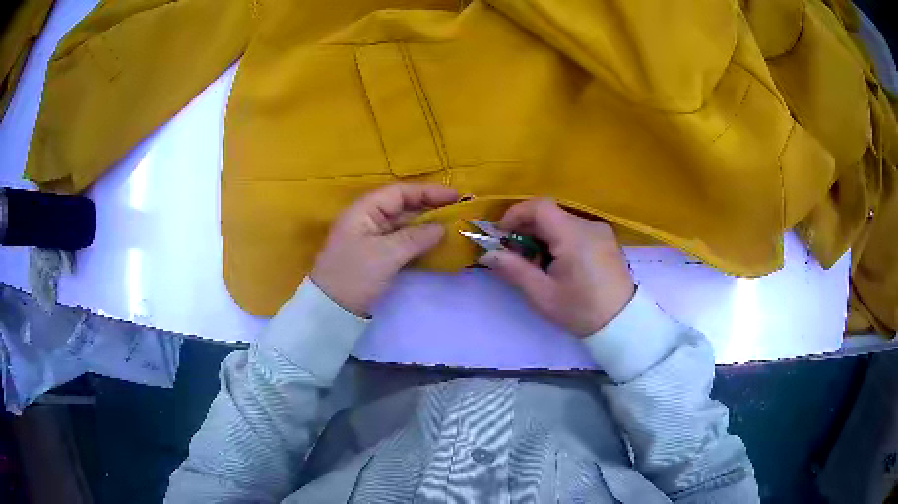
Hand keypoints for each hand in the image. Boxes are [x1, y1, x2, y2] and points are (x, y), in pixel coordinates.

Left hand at [311, 183, 458, 316]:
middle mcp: (368, 220)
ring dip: (426, 225)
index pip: (399, 193)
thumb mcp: (385, 255)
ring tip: (452, 226)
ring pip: (403, 225)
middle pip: (402, 207)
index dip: (427, 192)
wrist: (331, 309)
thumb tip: (441, 228)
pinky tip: (435, 244)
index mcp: (363, 211)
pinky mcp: (376, 256)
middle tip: (457, 212)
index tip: (454, 196)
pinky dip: (418, 241)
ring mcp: (371, 238)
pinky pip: (401, 242)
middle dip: (429, 207)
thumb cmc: (354, 276)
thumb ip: (415, 238)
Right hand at [479, 198, 634, 336]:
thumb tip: (487, 254)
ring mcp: (600, 230)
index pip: (539, 207)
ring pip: (561, 221)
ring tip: (535, 262)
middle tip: (513, 253)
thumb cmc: (580, 310)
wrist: (621, 323)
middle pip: (549, 213)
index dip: (515, 215)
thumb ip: (514, 270)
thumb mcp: (542, 294)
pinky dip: (558, 238)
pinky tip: (556, 262)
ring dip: (541, 234)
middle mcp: (588, 225)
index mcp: (573, 235)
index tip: (501, 235)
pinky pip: (575, 229)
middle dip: (526, 228)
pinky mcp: (605, 239)